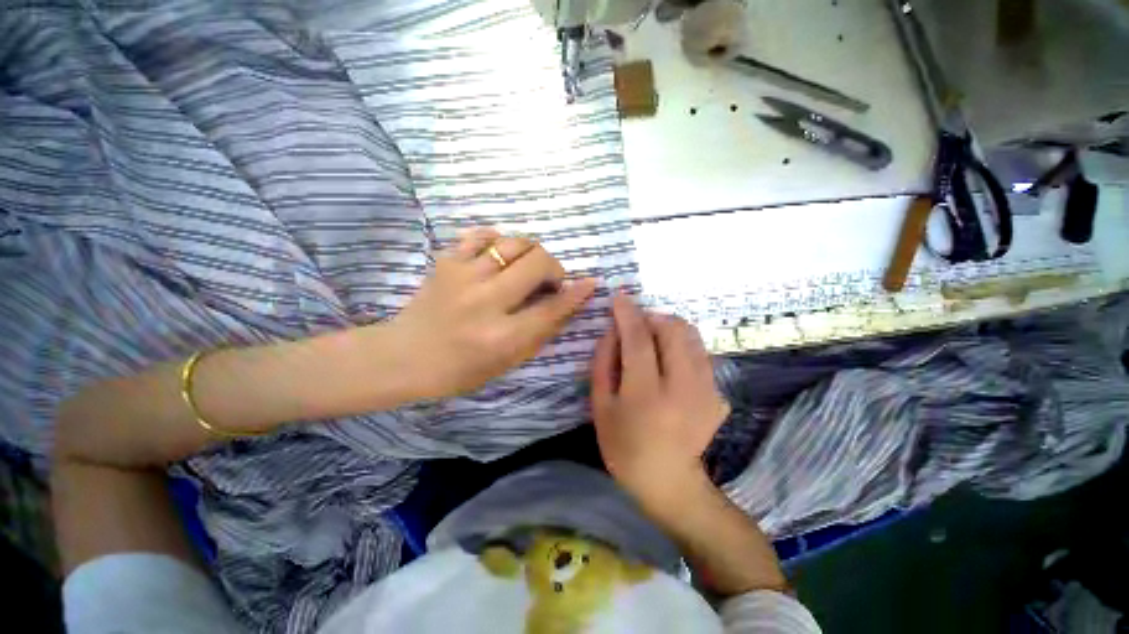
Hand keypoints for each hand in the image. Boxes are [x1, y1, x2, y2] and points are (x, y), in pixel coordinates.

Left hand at [389, 228, 595, 399]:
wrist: (404, 356)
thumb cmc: (460, 369)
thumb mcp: (507, 361)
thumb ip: (540, 331)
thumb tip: (568, 302)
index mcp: (502, 336)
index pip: (552, 308)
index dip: (576, 294)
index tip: (591, 282)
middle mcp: (486, 302)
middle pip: (538, 263)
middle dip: (554, 267)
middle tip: (549, 280)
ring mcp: (464, 277)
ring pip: (514, 243)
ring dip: (531, 251)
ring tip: (527, 266)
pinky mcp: (446, 262)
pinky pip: (482, 235)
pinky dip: (499, 240)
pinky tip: (499, 255)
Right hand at [591, 294, 729, 514]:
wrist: (668, 481)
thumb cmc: (624, 446)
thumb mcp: (600, 405)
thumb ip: (604, 362)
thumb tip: (613, 329)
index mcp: (646, 395)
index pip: (638, 340)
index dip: (627, 314)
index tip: (619, 297)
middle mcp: (683, 388)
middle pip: (672, 330)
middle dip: (651, 316)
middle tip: (636, 325)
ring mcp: (707, 391)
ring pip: (691, 336)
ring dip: (668, 327)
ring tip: (653, 339)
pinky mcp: (718, 394)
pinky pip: (699, 353)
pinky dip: (681, 345)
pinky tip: (670, 361)